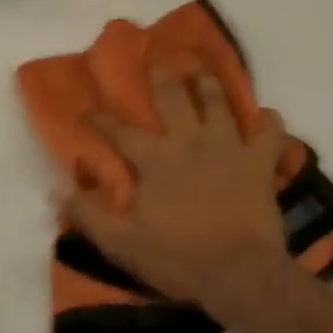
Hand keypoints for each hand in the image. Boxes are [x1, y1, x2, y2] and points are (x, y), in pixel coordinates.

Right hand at [64, 68, 290, 307]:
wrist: (239, 272)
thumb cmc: (178, 257)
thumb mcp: (122, 243)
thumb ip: (90, 214)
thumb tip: (61, 190)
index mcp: (155, 160)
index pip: (120, 132)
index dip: (100, 120)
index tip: (86, 111)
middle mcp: (191, 141)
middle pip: (174, 98)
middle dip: (162, 77)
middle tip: (159, 60)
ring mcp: (229, 147)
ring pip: (219, 103)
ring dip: (210, 84)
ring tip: (203, 70)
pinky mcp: (260, 162)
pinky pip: (271, 132)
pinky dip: (270, 121)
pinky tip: (267, 116)